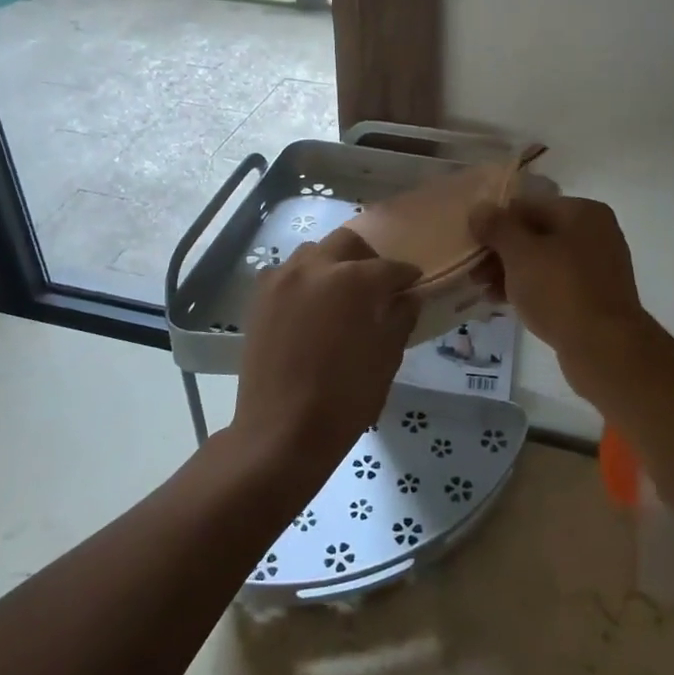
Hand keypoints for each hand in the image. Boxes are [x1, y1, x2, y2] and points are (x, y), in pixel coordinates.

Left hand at [233, 227, 419, 475]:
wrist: (281, 431)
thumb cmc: (344, 398)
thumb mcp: (386, 358)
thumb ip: (401, 318)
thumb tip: (407, 297)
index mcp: (353, 279)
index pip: (389, 267)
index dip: (406, 276)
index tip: (414, 283)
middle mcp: (315, 267)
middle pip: (347, 243)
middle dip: (368, 257)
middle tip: (378, 283)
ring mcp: (281, 280)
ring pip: (313, 253)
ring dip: (333, 263)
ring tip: (342, 293)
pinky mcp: (259, 298)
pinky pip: (287, 274)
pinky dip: (305, 280)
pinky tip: (312, 306)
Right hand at [468, 196, 652, 366]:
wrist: (605, 348)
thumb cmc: (560, 290)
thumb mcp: (520, 253)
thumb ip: (497, 227)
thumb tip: (479, 209)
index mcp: (582, 212)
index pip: (527, 206)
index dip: (495, 223)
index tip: (471, 244)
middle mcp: (595, 233)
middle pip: (535, 234)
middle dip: (501, 252)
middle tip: (474, 272)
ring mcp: (597, 267)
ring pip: (543, 261)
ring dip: (511, 272)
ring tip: (483, 290)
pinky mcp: (594, 297)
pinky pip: (554, 284)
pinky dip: (530, 289)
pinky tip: (504, 303)